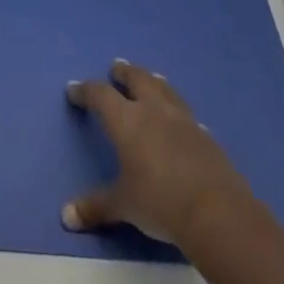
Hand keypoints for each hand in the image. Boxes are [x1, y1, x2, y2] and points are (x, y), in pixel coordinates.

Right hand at [63, 59, 251, 246]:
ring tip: (151, 78)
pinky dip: (178, 111)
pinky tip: (181, 119)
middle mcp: (154, 111)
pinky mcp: (206, 137)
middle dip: (125, 73)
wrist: (216, 213)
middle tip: (117, 67)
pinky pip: (187, 114)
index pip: (100, 95)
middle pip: (138, 79)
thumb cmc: (160, 203)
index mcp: (127, 121)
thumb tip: (67, 216)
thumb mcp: (123, 206)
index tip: (74, 90)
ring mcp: (183, 121)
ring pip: (165, 90)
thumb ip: (96, 207)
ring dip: (154, 82)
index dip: (85, 90)